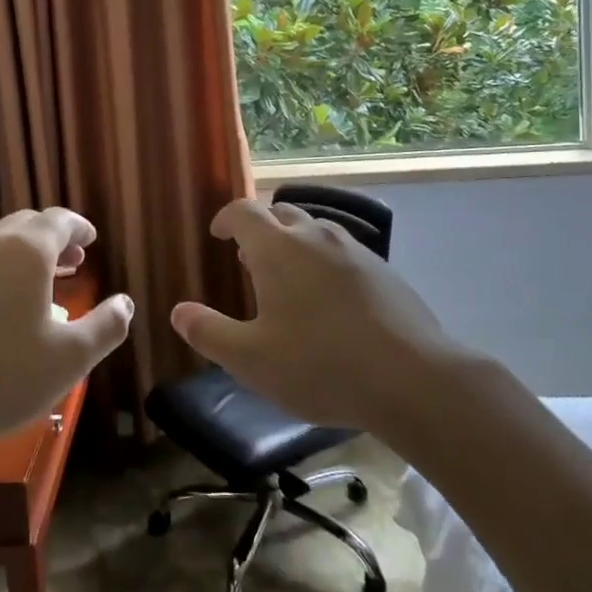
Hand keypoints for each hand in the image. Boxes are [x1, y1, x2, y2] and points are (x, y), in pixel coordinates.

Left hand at [0, 208, 133, 458]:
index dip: (79, 227)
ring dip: (19, 252)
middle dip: (52, 238)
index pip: (59, 220)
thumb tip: (126, 303)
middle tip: (71, 261)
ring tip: (33, 281)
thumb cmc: (1, 377)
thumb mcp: (69, 360)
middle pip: (26, 225)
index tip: (91, 238)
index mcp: (27, 251)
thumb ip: (106, 327)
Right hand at [170, 199, 474, 433]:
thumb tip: (178, 312)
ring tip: (288, 278)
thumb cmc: (320, 366)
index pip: (243, 211)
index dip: (226, 218)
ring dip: (294, 243)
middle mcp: (315, 236)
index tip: (218, 234)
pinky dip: (325, 262)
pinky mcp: (384, 271)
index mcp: (277, 248)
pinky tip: (330, 302)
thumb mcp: (252, 360)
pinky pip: (343, 252)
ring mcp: (355, 250)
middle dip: (260, 228)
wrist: (413, 379)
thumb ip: (210, 333)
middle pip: (281, 213)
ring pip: (315, 230)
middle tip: (248, 258)